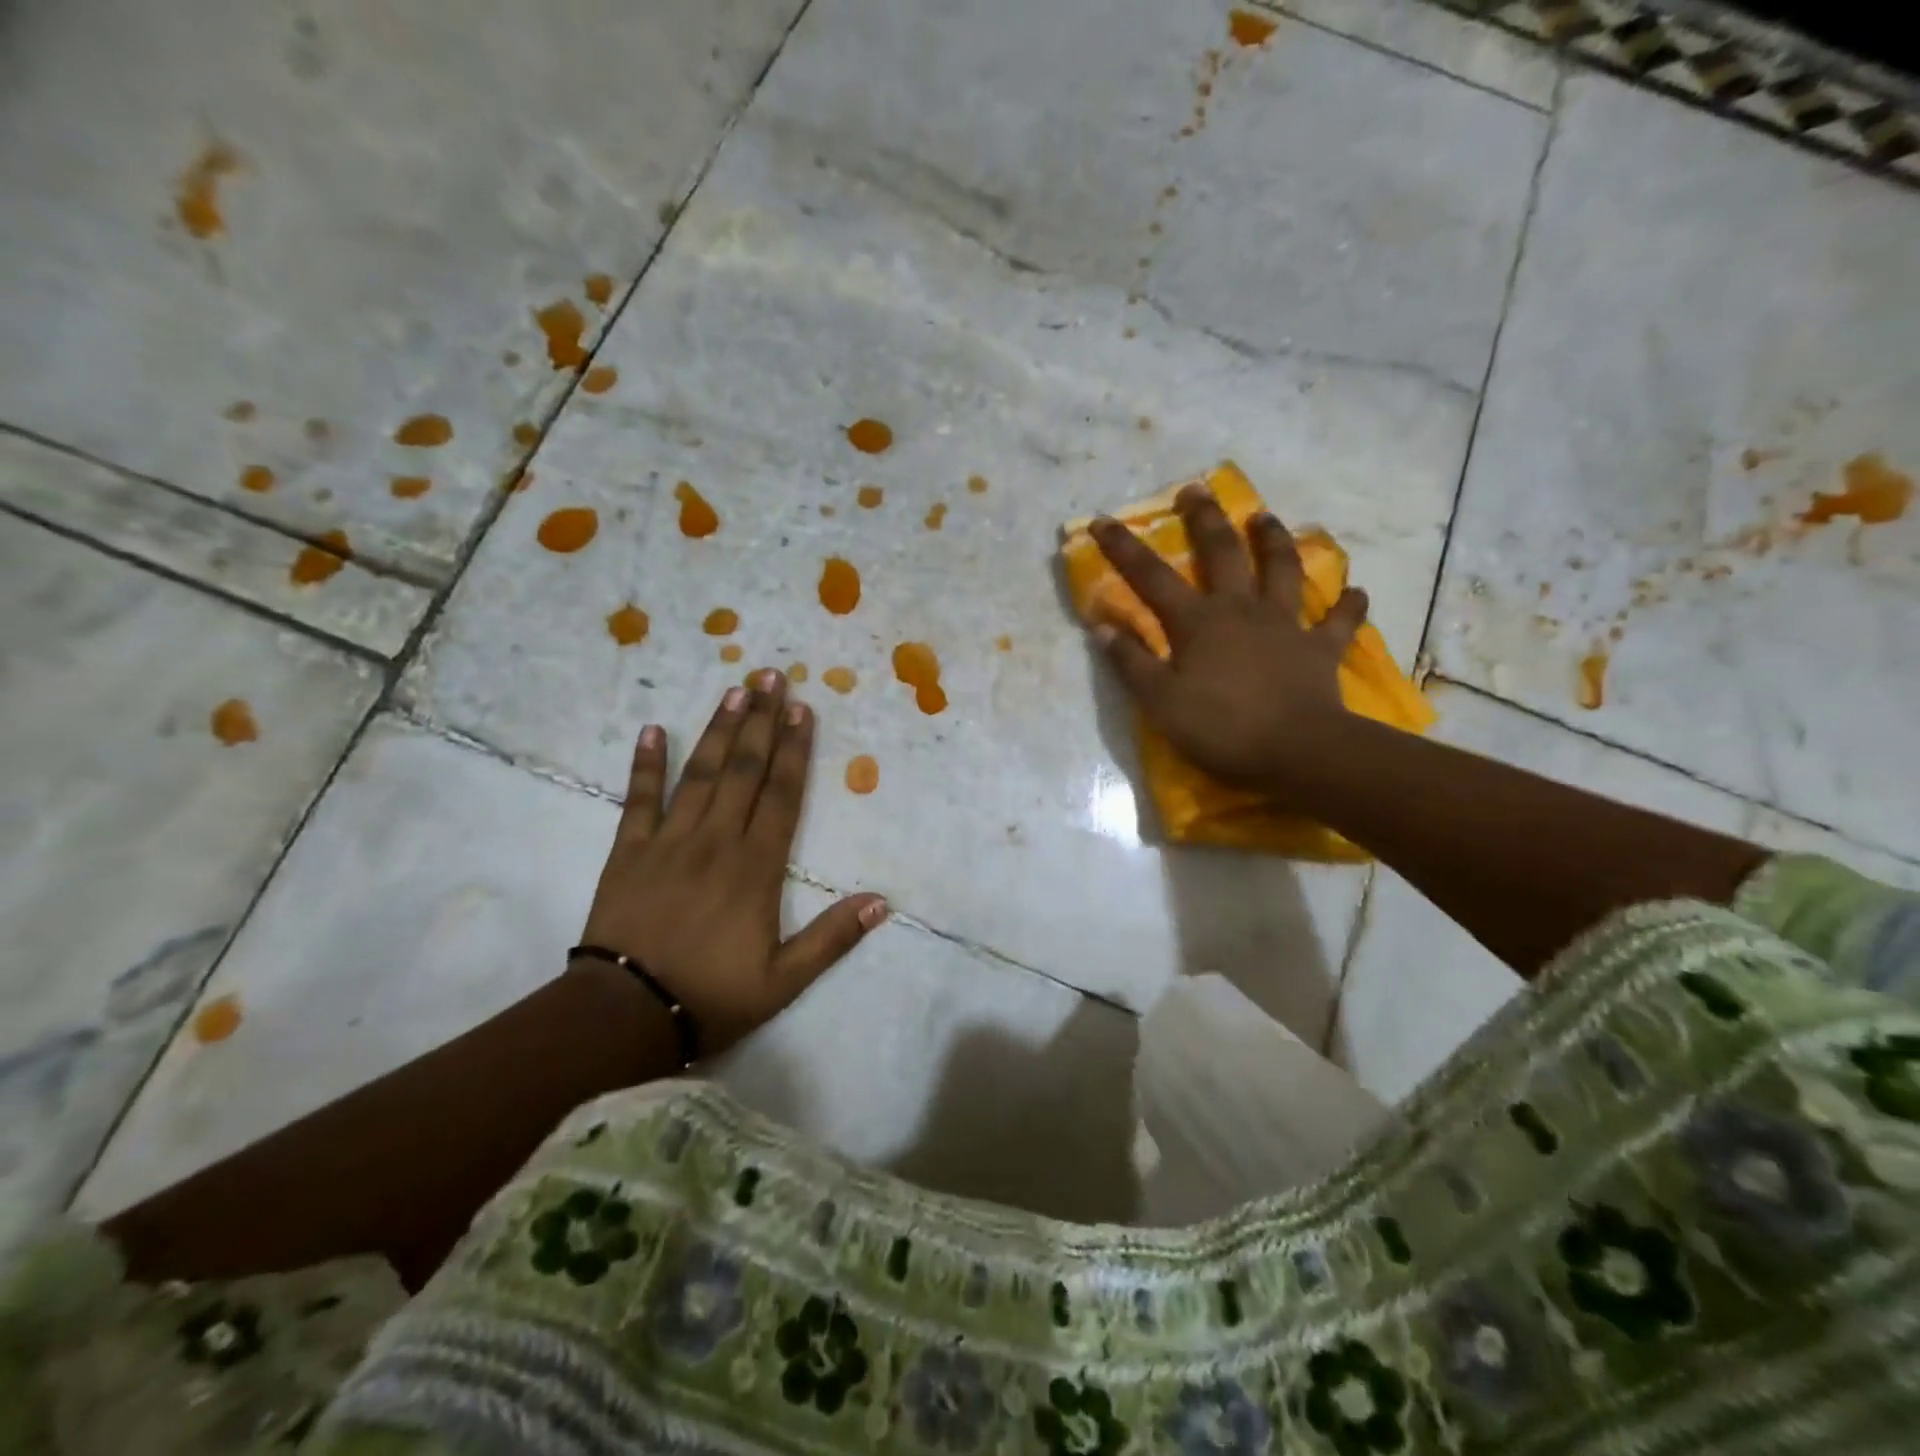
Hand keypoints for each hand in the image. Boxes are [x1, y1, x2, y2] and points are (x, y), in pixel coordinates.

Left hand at [576, 671, 887, 1053]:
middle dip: (761, 721)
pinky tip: (651, 730)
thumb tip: (882, 902)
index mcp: (755, 868)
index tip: (802, 710)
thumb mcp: (783, 980)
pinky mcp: (628, 852)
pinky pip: (637, 800)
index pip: (782, 796)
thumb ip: (832, 938)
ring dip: (718, 729)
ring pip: (699, 774)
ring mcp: (668, 841)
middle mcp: (716, 841)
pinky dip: (645, 764)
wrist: (623, 1015)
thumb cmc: (710, 996)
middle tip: (772, 676)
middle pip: (743, 770)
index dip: (794, 750)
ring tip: (734, 689)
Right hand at [1087, 484, 1366, 789]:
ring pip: (1283, 570)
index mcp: (1198, 622)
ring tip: (1265, 517)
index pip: (1151, 577)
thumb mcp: (1160, 701)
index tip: (1104, 520)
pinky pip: (1339, 621)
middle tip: (1196, 490)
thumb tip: (1103, 626)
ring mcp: (1286, 626)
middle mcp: (1242, 610)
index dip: (1124, 548)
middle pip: (1223, 553)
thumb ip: (1131, 662)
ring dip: (1274, 541)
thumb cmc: (1221, 727)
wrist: (1297, 750)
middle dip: (1205, 519)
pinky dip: (1348, 605)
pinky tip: (1355, 592)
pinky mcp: (1321, 649)